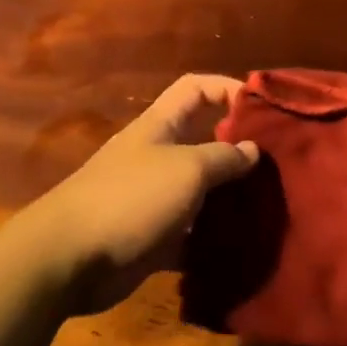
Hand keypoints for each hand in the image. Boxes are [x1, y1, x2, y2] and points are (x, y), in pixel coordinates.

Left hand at [24, 74, 258, 312]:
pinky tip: (240, 247)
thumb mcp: (187, 169)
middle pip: (202, 140)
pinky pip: (188, 232)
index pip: (195, 88)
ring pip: (199, 190)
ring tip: (267, 207)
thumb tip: (252, 149)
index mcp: (160, 126)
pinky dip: (210, 239)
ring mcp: (152, 197)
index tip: (262, 106)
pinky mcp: (150, 237)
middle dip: (237, 149)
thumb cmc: (131, 197)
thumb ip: (224, 157)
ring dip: (228, 198)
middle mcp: (156, 156)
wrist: (70, 258)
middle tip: (276, 164)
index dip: (226, 87)